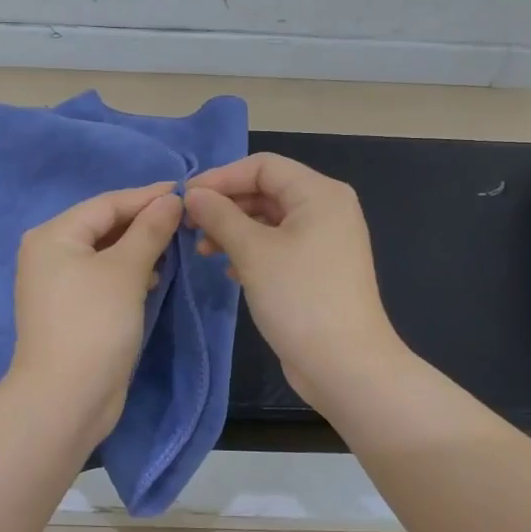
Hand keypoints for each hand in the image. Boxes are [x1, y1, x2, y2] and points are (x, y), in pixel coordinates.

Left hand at [8, 182, 184, 438]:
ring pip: (106, 253)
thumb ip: (149, 230)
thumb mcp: (126, 271)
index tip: (187, 192)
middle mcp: (49, 254)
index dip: (148, 197)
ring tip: (175, 248)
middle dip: (144, 223)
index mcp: (53, 235)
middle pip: (104, 226)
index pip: (106, 204)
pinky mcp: (72, 310)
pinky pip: (104, 278)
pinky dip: (129, 274)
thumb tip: (171, 199)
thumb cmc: (94, 324)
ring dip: (139, 249)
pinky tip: (154, 278)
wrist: (66, 398)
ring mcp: (58, 284)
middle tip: (187, 221)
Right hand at [185, 153, 404, 409]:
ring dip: (233, 229)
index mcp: (319, 193)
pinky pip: (278, 245)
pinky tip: (228, 270)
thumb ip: (220, 216)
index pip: (263, 166)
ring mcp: (324, 241)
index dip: (221, 177)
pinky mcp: (317, 270)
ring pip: (269, 220)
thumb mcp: (253, 252)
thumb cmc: (300, 298)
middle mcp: (326, 209)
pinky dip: (250, 251)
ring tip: (203, 251)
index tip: (186, 198)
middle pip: (266, 190)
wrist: (345, 365)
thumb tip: (193, 194)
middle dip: (225, 204)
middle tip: (188, 225)